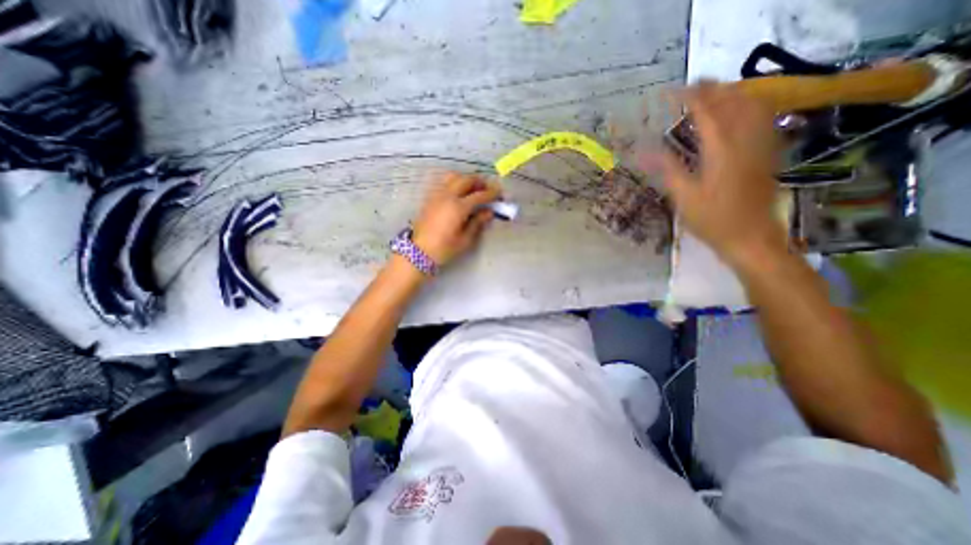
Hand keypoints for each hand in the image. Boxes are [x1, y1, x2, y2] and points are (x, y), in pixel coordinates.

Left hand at [409, 173, 499, 265]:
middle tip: (488, 189)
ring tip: (473, 188)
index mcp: (458, 207)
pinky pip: (444, 183)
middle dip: (479, 182)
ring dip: (466, 179)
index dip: (491, 193)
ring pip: (453, 177)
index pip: (479, 195)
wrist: (419, 252)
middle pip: (466, 180)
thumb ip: (477, 223)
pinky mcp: (430, 198)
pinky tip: (458, 193)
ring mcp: (437, 195)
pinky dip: (454, 182)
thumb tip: (488, 212)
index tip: (500, 193)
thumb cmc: (444, 248)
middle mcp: (447, 196)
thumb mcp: (465, 239)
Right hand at [642, 82, 788, 265]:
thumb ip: (666, 169)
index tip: (670, 93)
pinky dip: (749, 107)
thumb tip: (641, 153)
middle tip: (690, 88)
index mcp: (721, 150)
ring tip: (712, 94)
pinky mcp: (767, 154)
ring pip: (753, 105)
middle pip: (733, 101)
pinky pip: (763, 119)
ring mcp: (760, 145)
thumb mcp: (683, 197)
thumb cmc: (712, 220)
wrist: (750, 237)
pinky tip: (738, 112)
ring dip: (732, 94)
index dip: (688, 98)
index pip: (706, 111)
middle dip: (712, 89)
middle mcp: (745, 140)